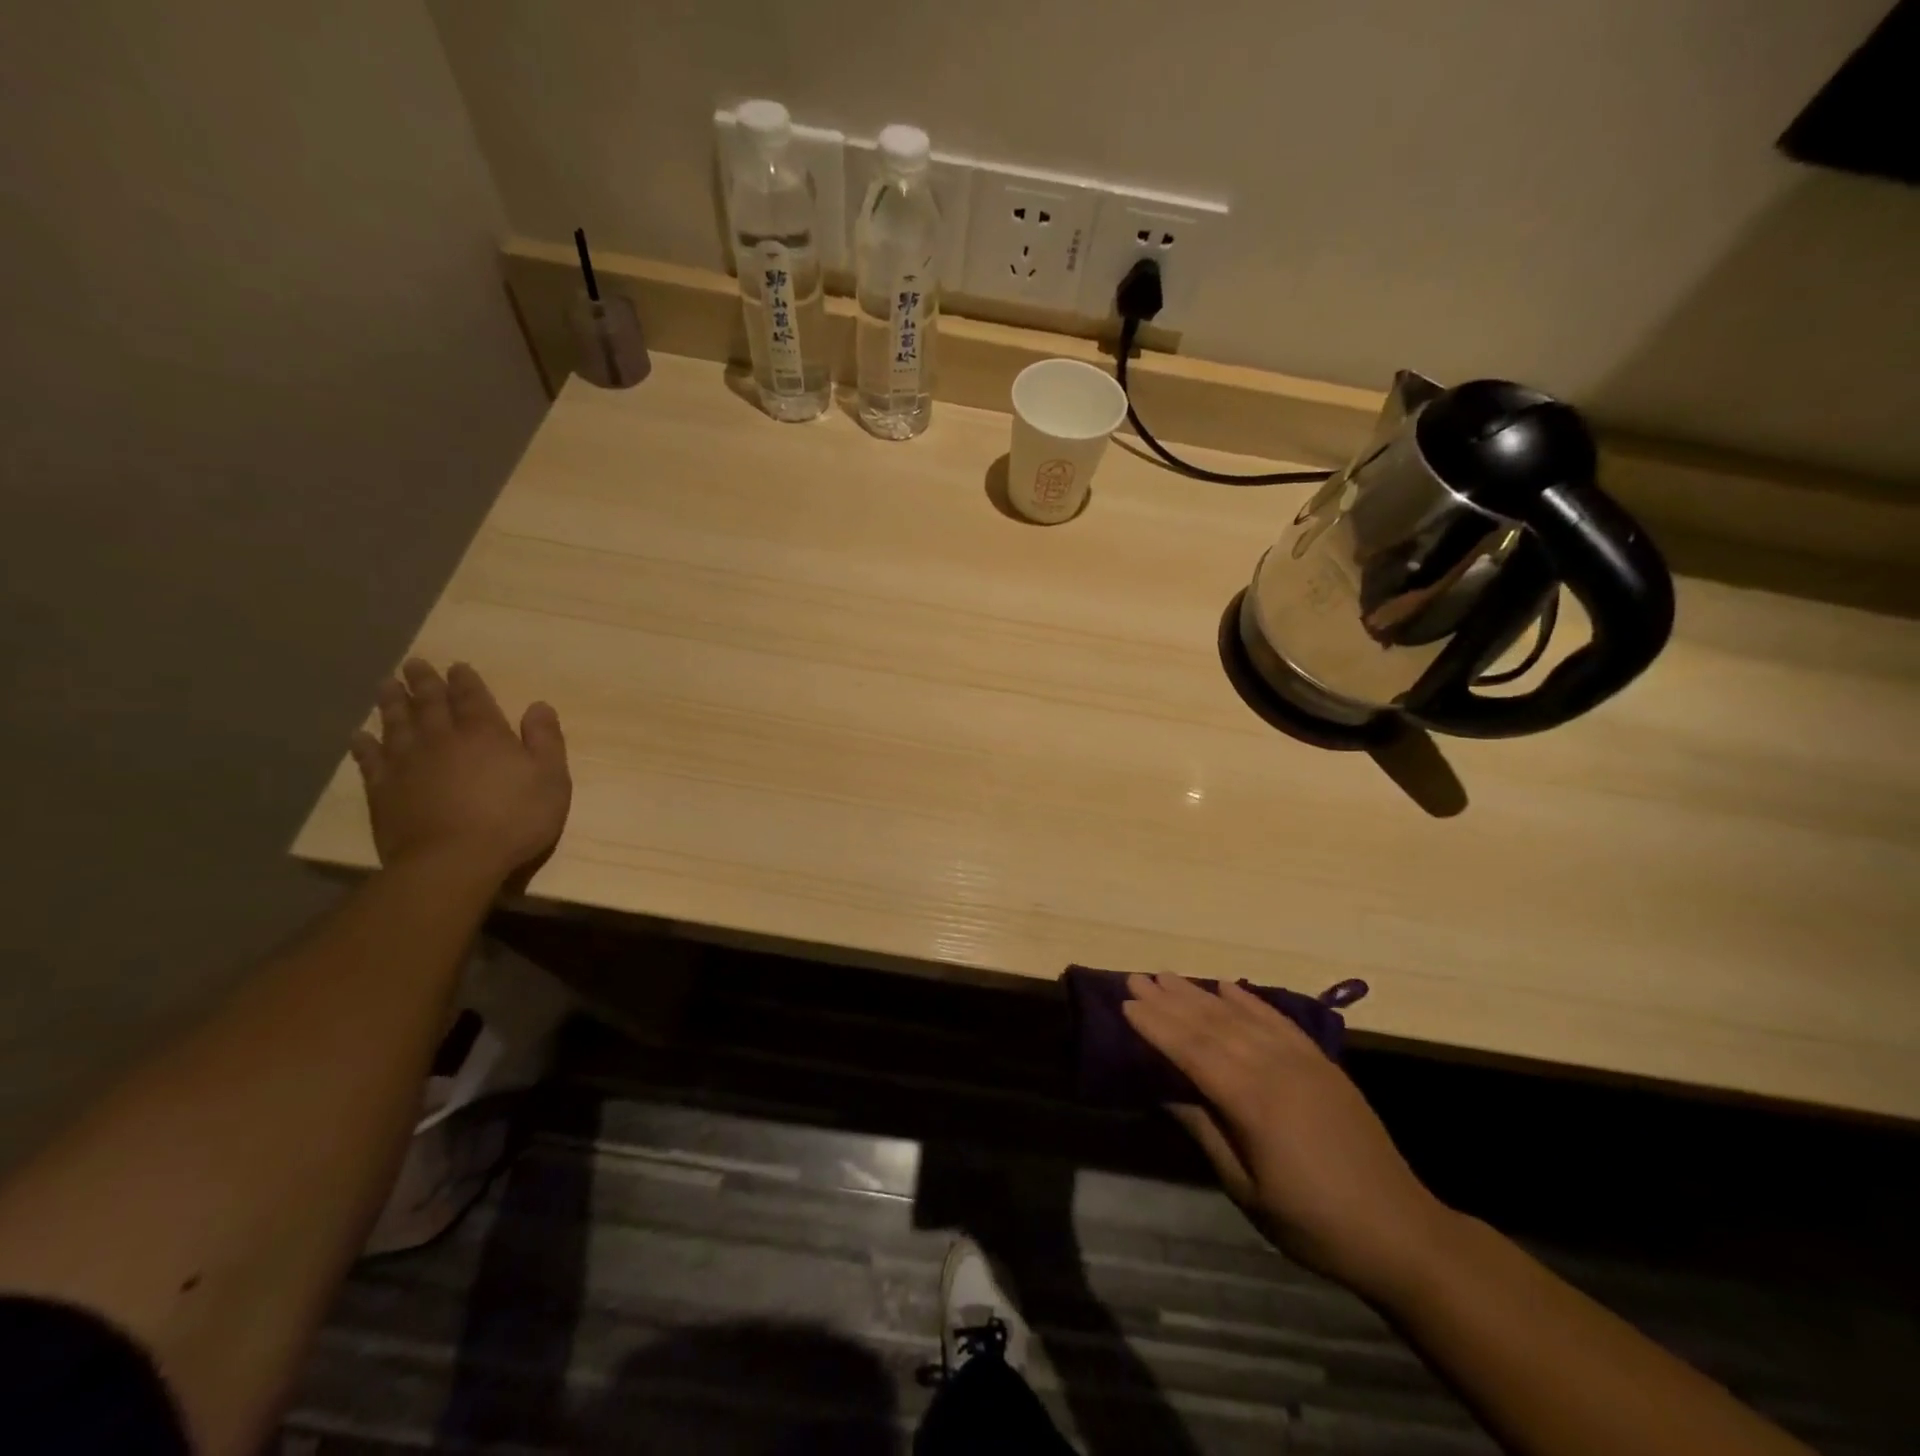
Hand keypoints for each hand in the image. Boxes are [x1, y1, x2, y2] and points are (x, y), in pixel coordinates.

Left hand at [349, 660, 571, 885]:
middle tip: (412, 663)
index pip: (472, 697)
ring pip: (396, 723)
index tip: (457, 666)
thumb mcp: (551, 779)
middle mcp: (442, 739)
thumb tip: (539, 706)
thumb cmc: (514, 819)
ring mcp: (407, 764)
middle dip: (423, 682)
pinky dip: (364, 745)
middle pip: (429, 703)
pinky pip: (370, 760)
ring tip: (385, 685)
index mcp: (485, 733)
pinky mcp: (384, 791)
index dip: (465, 680)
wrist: (454, 861)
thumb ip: (546, 740)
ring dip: (391, 702)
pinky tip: (360, 735)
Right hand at [1124, 974, 1453, 1303]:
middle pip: (1212, 1024)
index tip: (1126, 1004)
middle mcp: (1275, 1068)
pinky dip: (1249, 999)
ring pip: (1241, 1016)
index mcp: (1254, 1102)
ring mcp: (1302, 1060)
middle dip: (1170, 1000)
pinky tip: (1227, 985)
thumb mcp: (1248, 1190)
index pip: (1193, 1051)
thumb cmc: (1314, 1222)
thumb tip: (1165, 1093)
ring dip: (1200, 993)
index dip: (1157, 1026)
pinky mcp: (1321, 1062)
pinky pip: (1278, 1019)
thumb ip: (1206, 1133)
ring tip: (1168, 976)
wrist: (1400, 1231)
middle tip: (1136, 979)